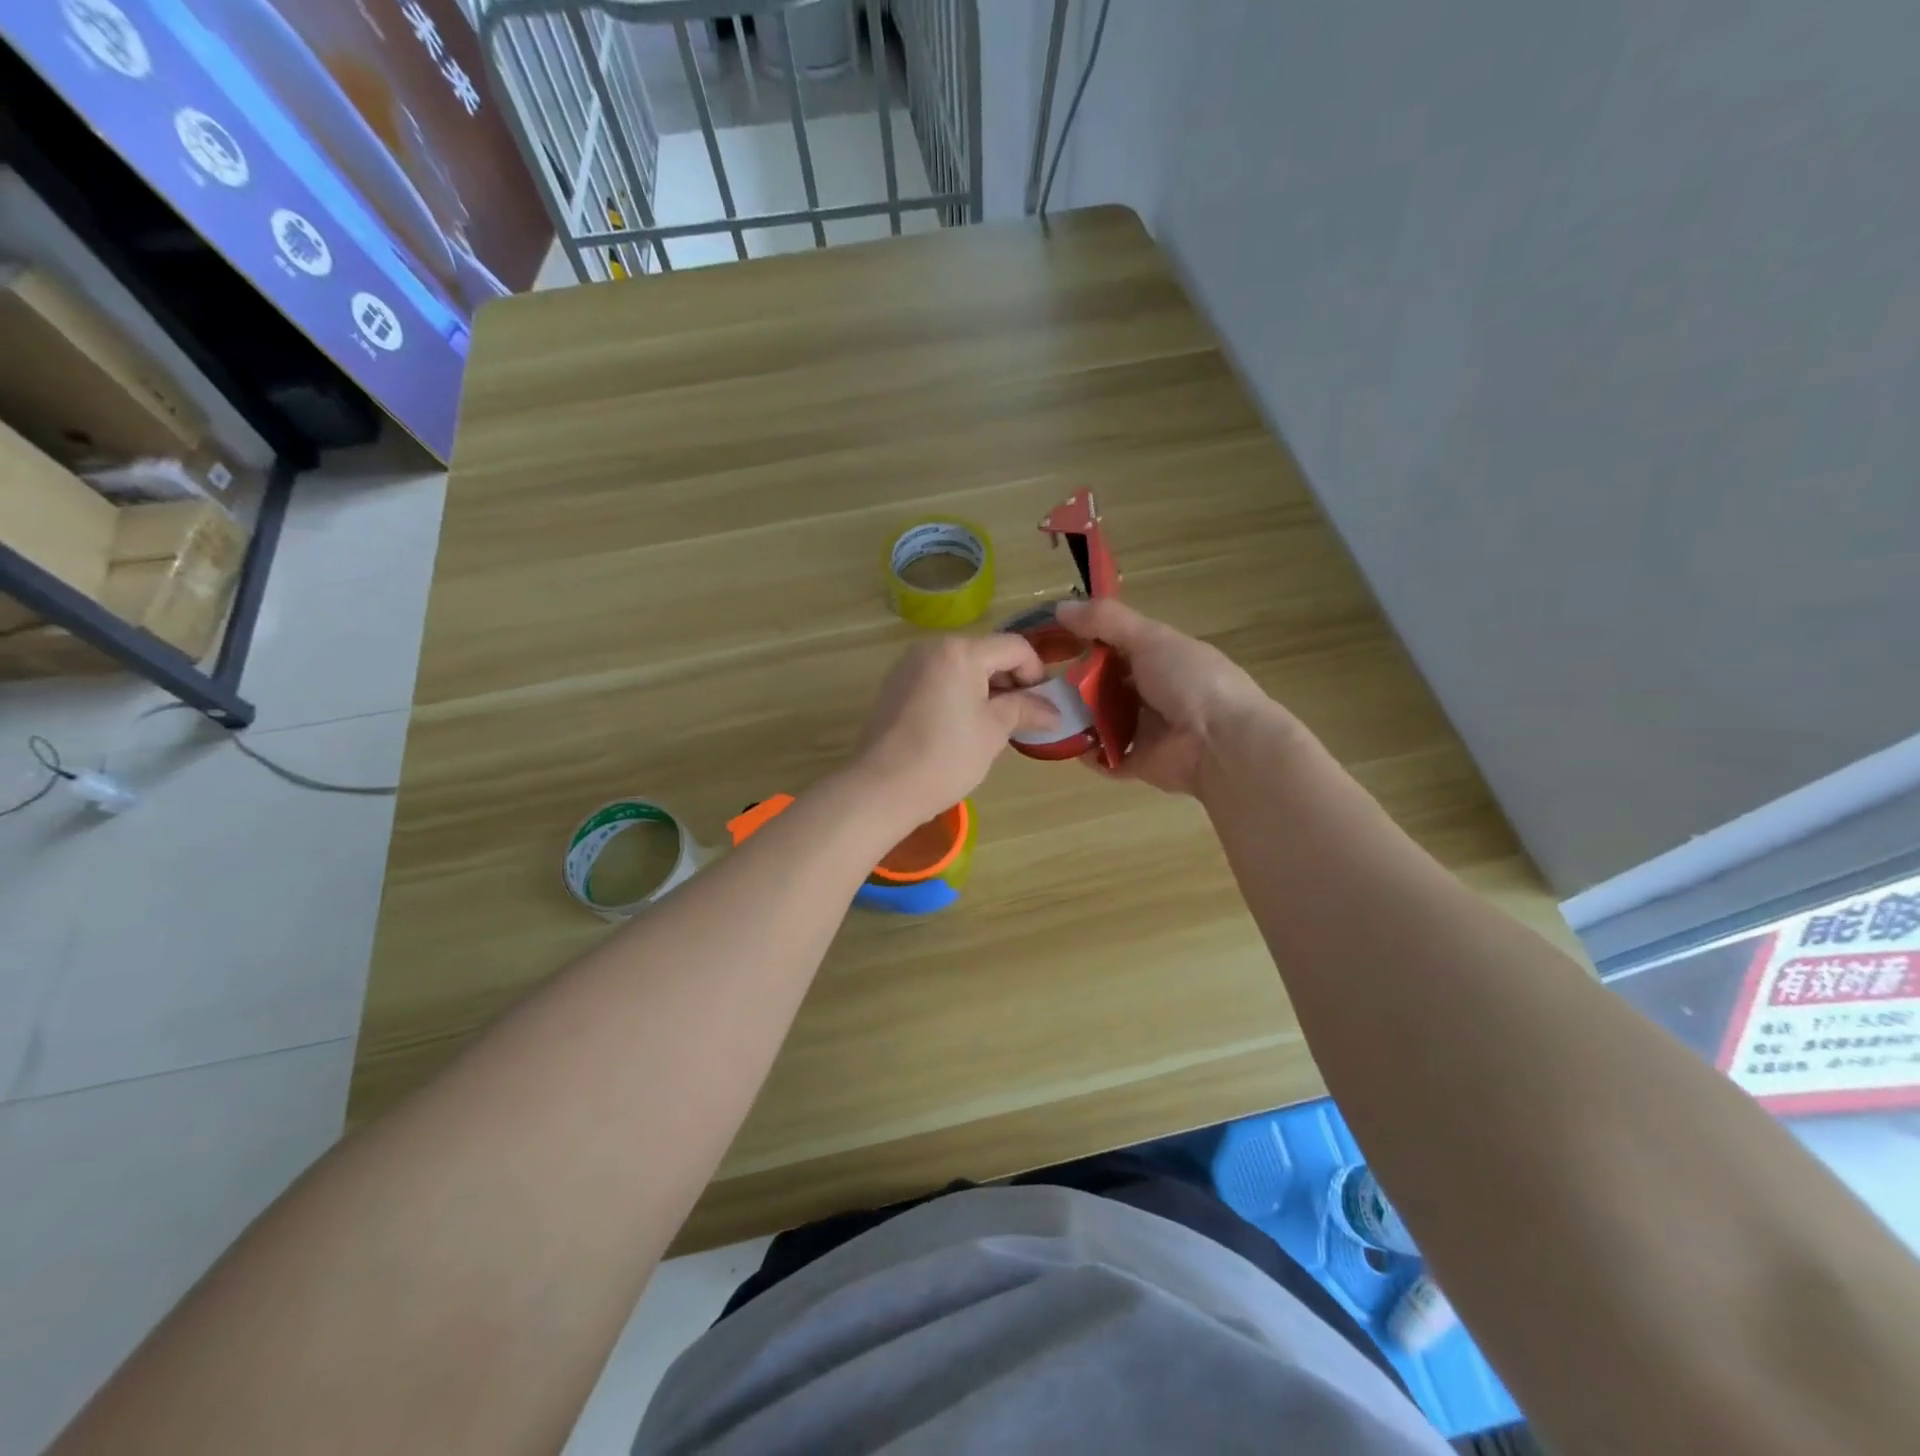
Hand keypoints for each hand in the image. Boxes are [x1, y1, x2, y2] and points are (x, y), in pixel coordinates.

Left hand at [847, 634, 1056, 832]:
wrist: (881, 788)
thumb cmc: (946, 757)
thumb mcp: (993, 731)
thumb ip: (1025, 710)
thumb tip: (1054, 711)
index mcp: (960, 651)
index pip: (1014, 647)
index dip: (1036, 672)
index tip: (1043, 705)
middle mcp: (931, 648)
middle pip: (985, 653)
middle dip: (1009, 681)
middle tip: (1022, 718)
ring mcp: (908, 666)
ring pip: (960, 668)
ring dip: (984, 689)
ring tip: (993, 726)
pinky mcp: (894, 687)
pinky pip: (937, 680)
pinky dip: (957, 695)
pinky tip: (960, 728)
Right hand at [1055, 598, 1284, 795]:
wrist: (1220, 742)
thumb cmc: (1189, 680)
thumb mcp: (1150, 638)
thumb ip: (1106, 621)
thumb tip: (1059, 607)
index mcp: (1162, 659)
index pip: (1117, 647)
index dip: (1087, 642)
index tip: (1053, 642)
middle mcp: (1154, 693)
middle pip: (1106, 686)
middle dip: (1077, 684)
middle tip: (1043, 682)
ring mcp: (1147, 731)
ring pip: (1102, 721)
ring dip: (1077, 718)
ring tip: (1046, 711)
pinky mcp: (1139, 763)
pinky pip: (1105, 758)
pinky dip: (1086, 753)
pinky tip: (1063, 742)